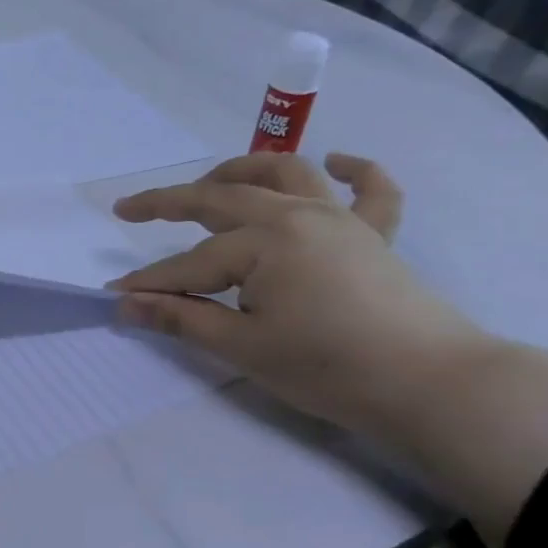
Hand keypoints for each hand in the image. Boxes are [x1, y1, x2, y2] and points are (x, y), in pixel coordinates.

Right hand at [109, 152, 487, 428]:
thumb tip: (125, 304)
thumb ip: (180, 318)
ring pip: (286, 173)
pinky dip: (355, 170)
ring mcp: (342, 218)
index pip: (191, 263)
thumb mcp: (243, 346)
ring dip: (243, 170)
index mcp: (265, 241)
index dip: (151, 282)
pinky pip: (372, 190)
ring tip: (211, 181)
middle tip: (130, 210)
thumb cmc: (328, 367)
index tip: (115, 295)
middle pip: (222, 198)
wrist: (432, 385)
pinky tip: (336, 162)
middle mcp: (298, 214)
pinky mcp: (375, 236)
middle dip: (170, 202)